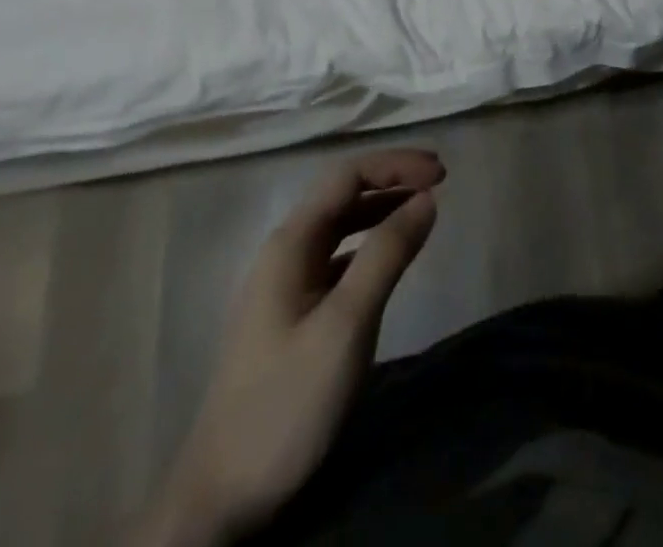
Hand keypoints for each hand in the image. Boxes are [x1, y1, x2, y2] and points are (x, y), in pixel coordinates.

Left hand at [135, 148, 443, 545]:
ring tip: (424, 211)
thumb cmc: (287, 402)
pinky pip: (338, 258)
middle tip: (441, 184)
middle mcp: (284, 252)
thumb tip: (426, 199)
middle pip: (343, 194)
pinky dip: (370, 245)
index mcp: (290, 243)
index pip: (348, 176)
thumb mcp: (346, 325)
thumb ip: (387, 255)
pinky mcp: (291, 314)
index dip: (396, 165)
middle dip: (392, 180)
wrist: (221, 497)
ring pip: (341, 226)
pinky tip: (391, 258)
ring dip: (383, 210)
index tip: (442, 174)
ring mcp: (285, 284)